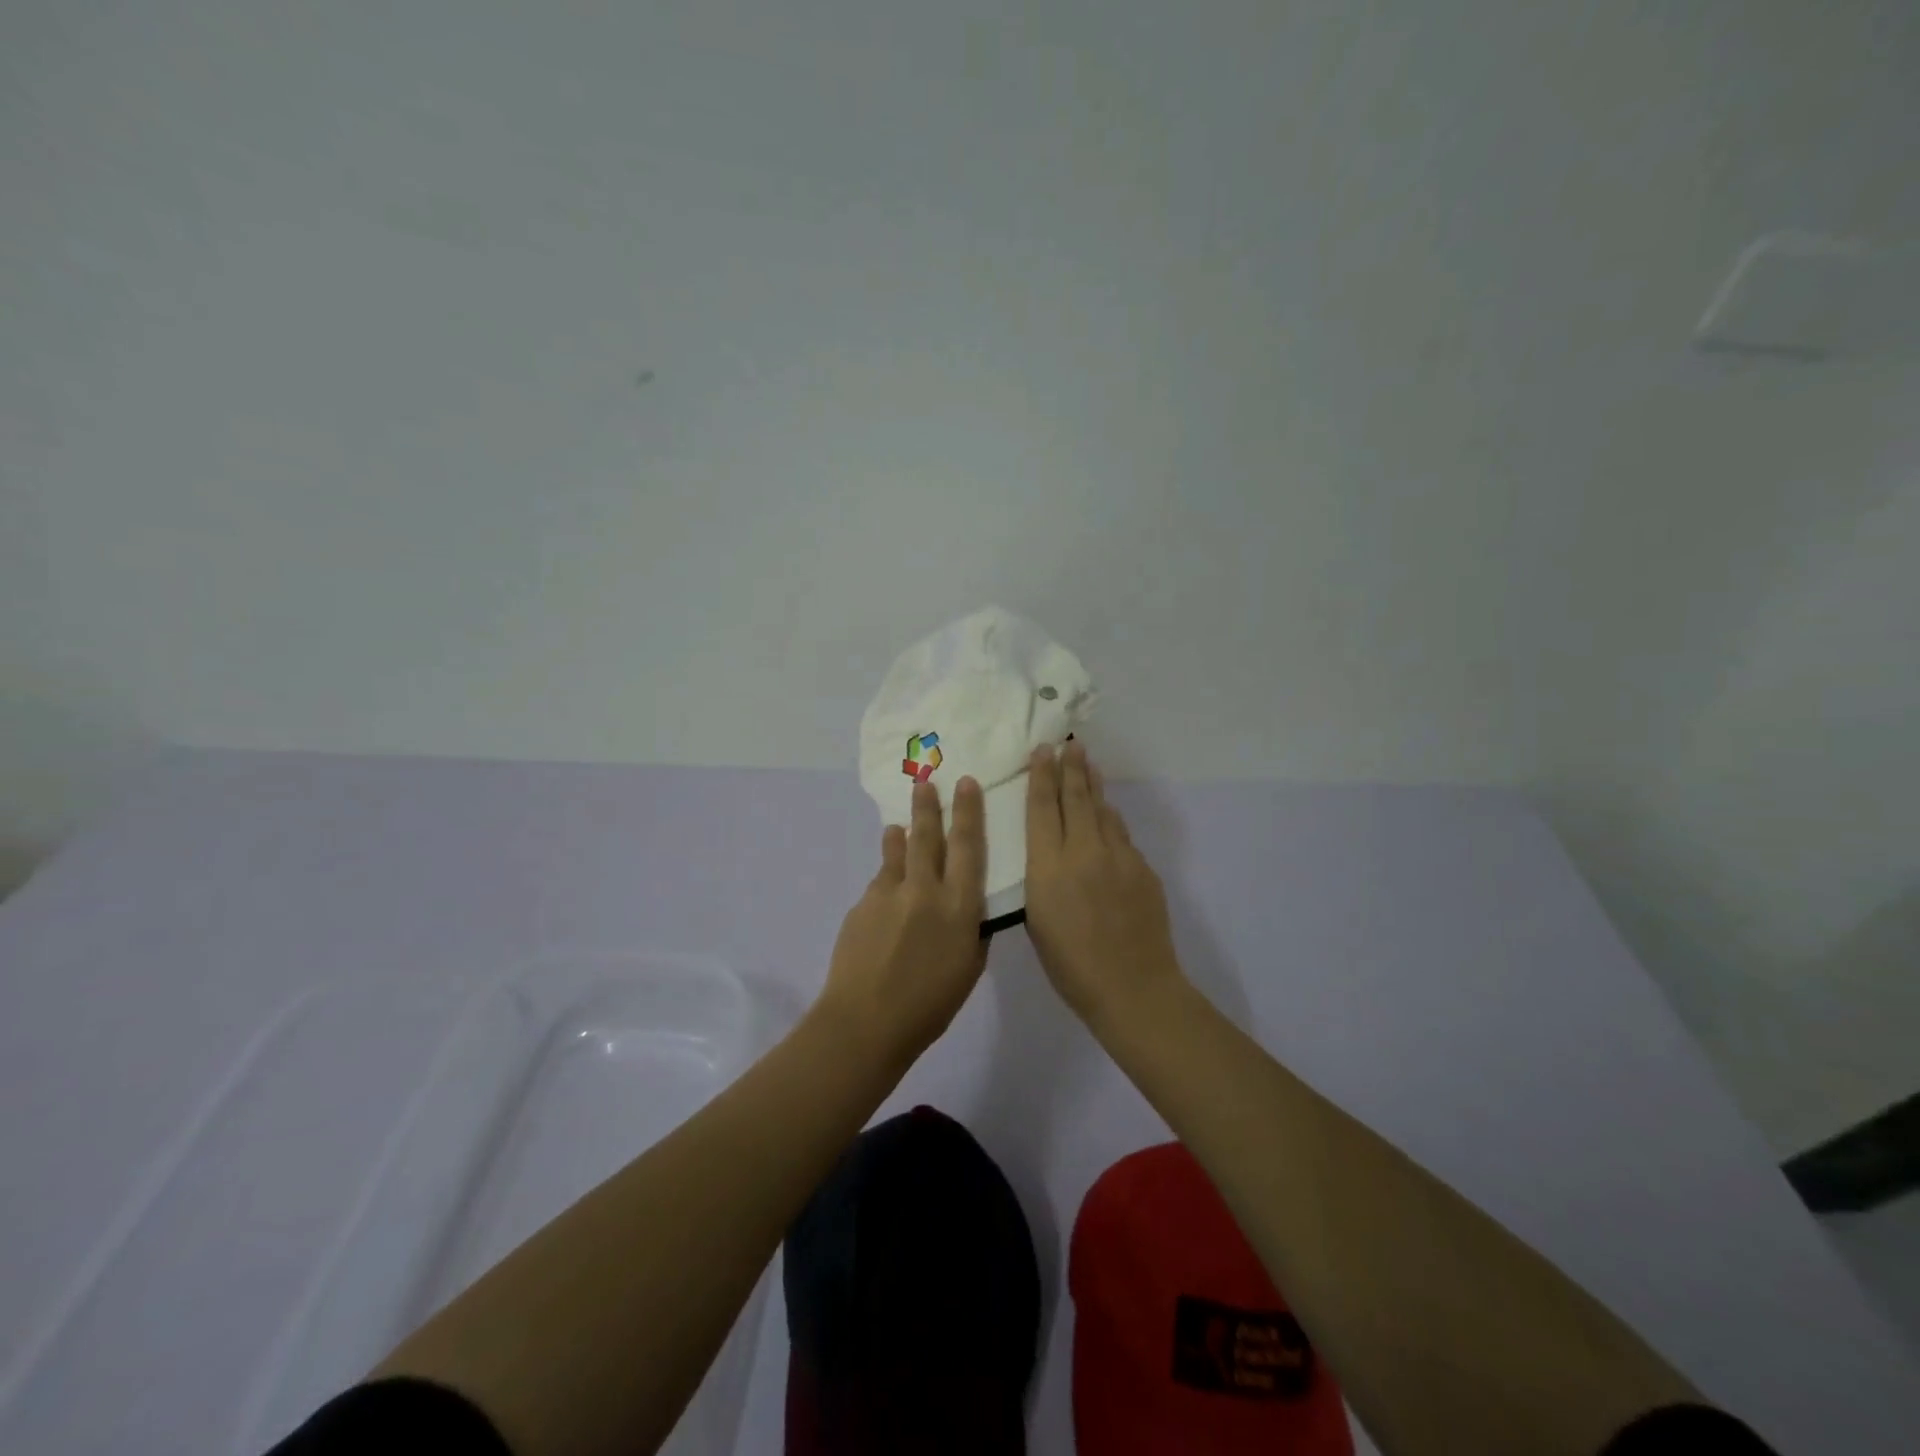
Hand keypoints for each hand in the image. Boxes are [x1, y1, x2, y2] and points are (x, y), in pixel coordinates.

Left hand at [819, 776, 990, 1064]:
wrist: (865, 1021)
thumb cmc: (929, 1005)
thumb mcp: (969, 969)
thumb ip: (971, 931)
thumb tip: (968, 910)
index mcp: (958, 906)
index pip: (968, 847)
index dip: (969, 812)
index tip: (966, 784)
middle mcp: (924, 890)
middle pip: (927, 836)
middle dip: (929, 805)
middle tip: (926, 780)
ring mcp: (888, 894)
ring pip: (897, 852)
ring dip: (900, 836)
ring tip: (898, 826)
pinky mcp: (862, 905)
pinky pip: (880, 882)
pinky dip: (886, 878)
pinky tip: (887, 891)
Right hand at [1023, 742, 1184, 1024]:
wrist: (1133, 987)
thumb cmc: (1071, 965)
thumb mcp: (1037, 921)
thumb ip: (1042, 879)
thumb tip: (1051, 853)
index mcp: (1048, 867)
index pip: (1042, 809)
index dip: (1041, 777)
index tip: (1042, 752)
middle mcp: (1083, 851)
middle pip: (1075, 798)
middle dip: (1070, 768)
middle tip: (1069, 744)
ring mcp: (1118, 857)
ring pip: (1103, 810)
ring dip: (1093, 786)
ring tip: (1088, 764)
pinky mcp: (1143, 869)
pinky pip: (1121, 834)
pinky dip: (1110, 818)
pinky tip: (1108, 814)